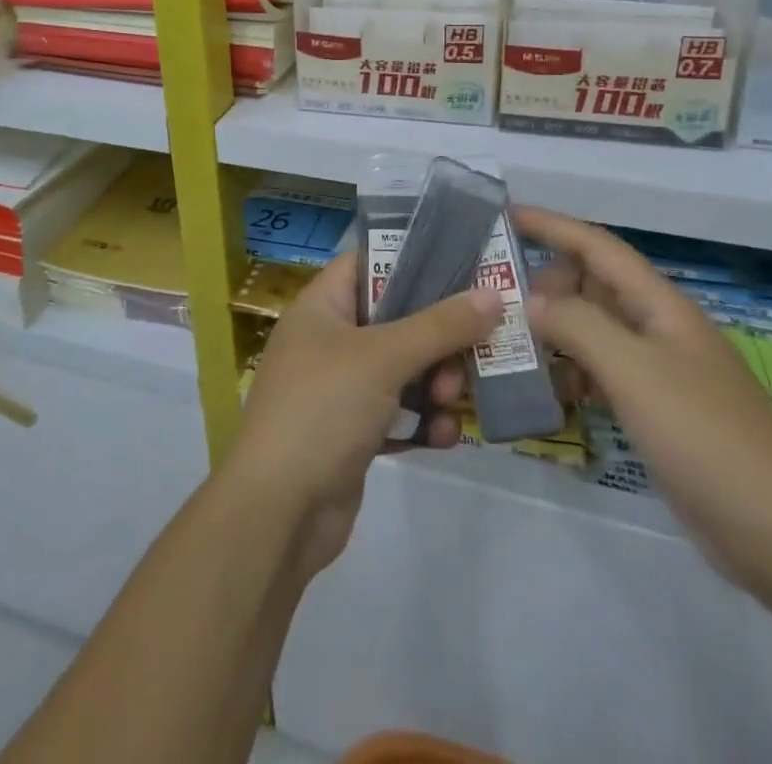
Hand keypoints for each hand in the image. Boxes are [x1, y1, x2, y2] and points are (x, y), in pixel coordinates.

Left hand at [222, 252, 503, 579]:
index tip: (461, 267)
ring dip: (434, 382)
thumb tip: (492, 294)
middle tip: (468, 353)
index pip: (367, 262)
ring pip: (402, 369)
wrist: (279, 513)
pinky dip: (422, 421)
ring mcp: (339, 389)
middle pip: (395, 319)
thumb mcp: (383, 358)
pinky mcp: (352, 433)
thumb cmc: (323, 410)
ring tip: (449, 401)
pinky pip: (399, 414)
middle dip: (436, 337)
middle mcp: (328, 341)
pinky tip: (444, 436)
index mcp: (321, 307)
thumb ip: (440, 326)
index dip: (410, 259)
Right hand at [516, 206, 771, 597]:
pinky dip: (571, 373)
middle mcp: (657, 327)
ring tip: (509, 344)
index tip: (504, 214)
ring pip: (593, 330)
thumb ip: (578, 325)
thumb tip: (532, 301)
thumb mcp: (634, 370)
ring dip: (554, 330)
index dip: (551, 225)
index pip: (596, 246)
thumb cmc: (704, 435)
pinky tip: (547, 392)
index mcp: (659, 304)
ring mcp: (657, 370)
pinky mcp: (654, 410)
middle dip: (545, 284)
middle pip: (591, 285)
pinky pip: (601, 372)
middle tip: (497, 302)